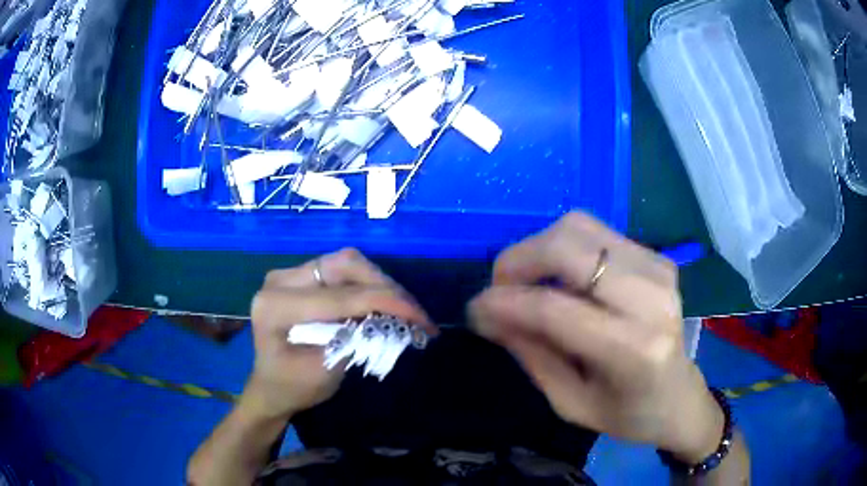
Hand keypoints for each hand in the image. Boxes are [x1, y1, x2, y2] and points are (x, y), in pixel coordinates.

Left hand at [243, 248, 433, 421]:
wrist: (271, 386)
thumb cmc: (292, 387)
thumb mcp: (324, 373)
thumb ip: (353, 342)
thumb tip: (388, 318)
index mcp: (276, 307)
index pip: (340, 297)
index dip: (386, 303)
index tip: (422, 319)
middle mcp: (280, 280)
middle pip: (344, 265)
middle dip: (386, 287)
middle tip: (415, 313)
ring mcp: (290, 275)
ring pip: (346, 263)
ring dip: (380, 284)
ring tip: (403, 309)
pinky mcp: (301, 277)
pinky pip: (341, 271)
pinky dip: (367, 285)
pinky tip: (382, 304)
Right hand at [470, 213, 722, 462]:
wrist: (680, 397)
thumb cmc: (626, 414)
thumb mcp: (569, 402)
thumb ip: (530, 353)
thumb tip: (488, 313)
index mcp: (634, 349)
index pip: (554, 308)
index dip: (504, 302)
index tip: (474, 309)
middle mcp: (650, 297)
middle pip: (567, 246)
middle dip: (517, 260)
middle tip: (498, 288)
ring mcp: (658, 268)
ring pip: (578, 228)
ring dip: (539, 249)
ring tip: (527, 283)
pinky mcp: (657, 257)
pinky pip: (595, 233)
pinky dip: (564, 248)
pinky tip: (560, 278)